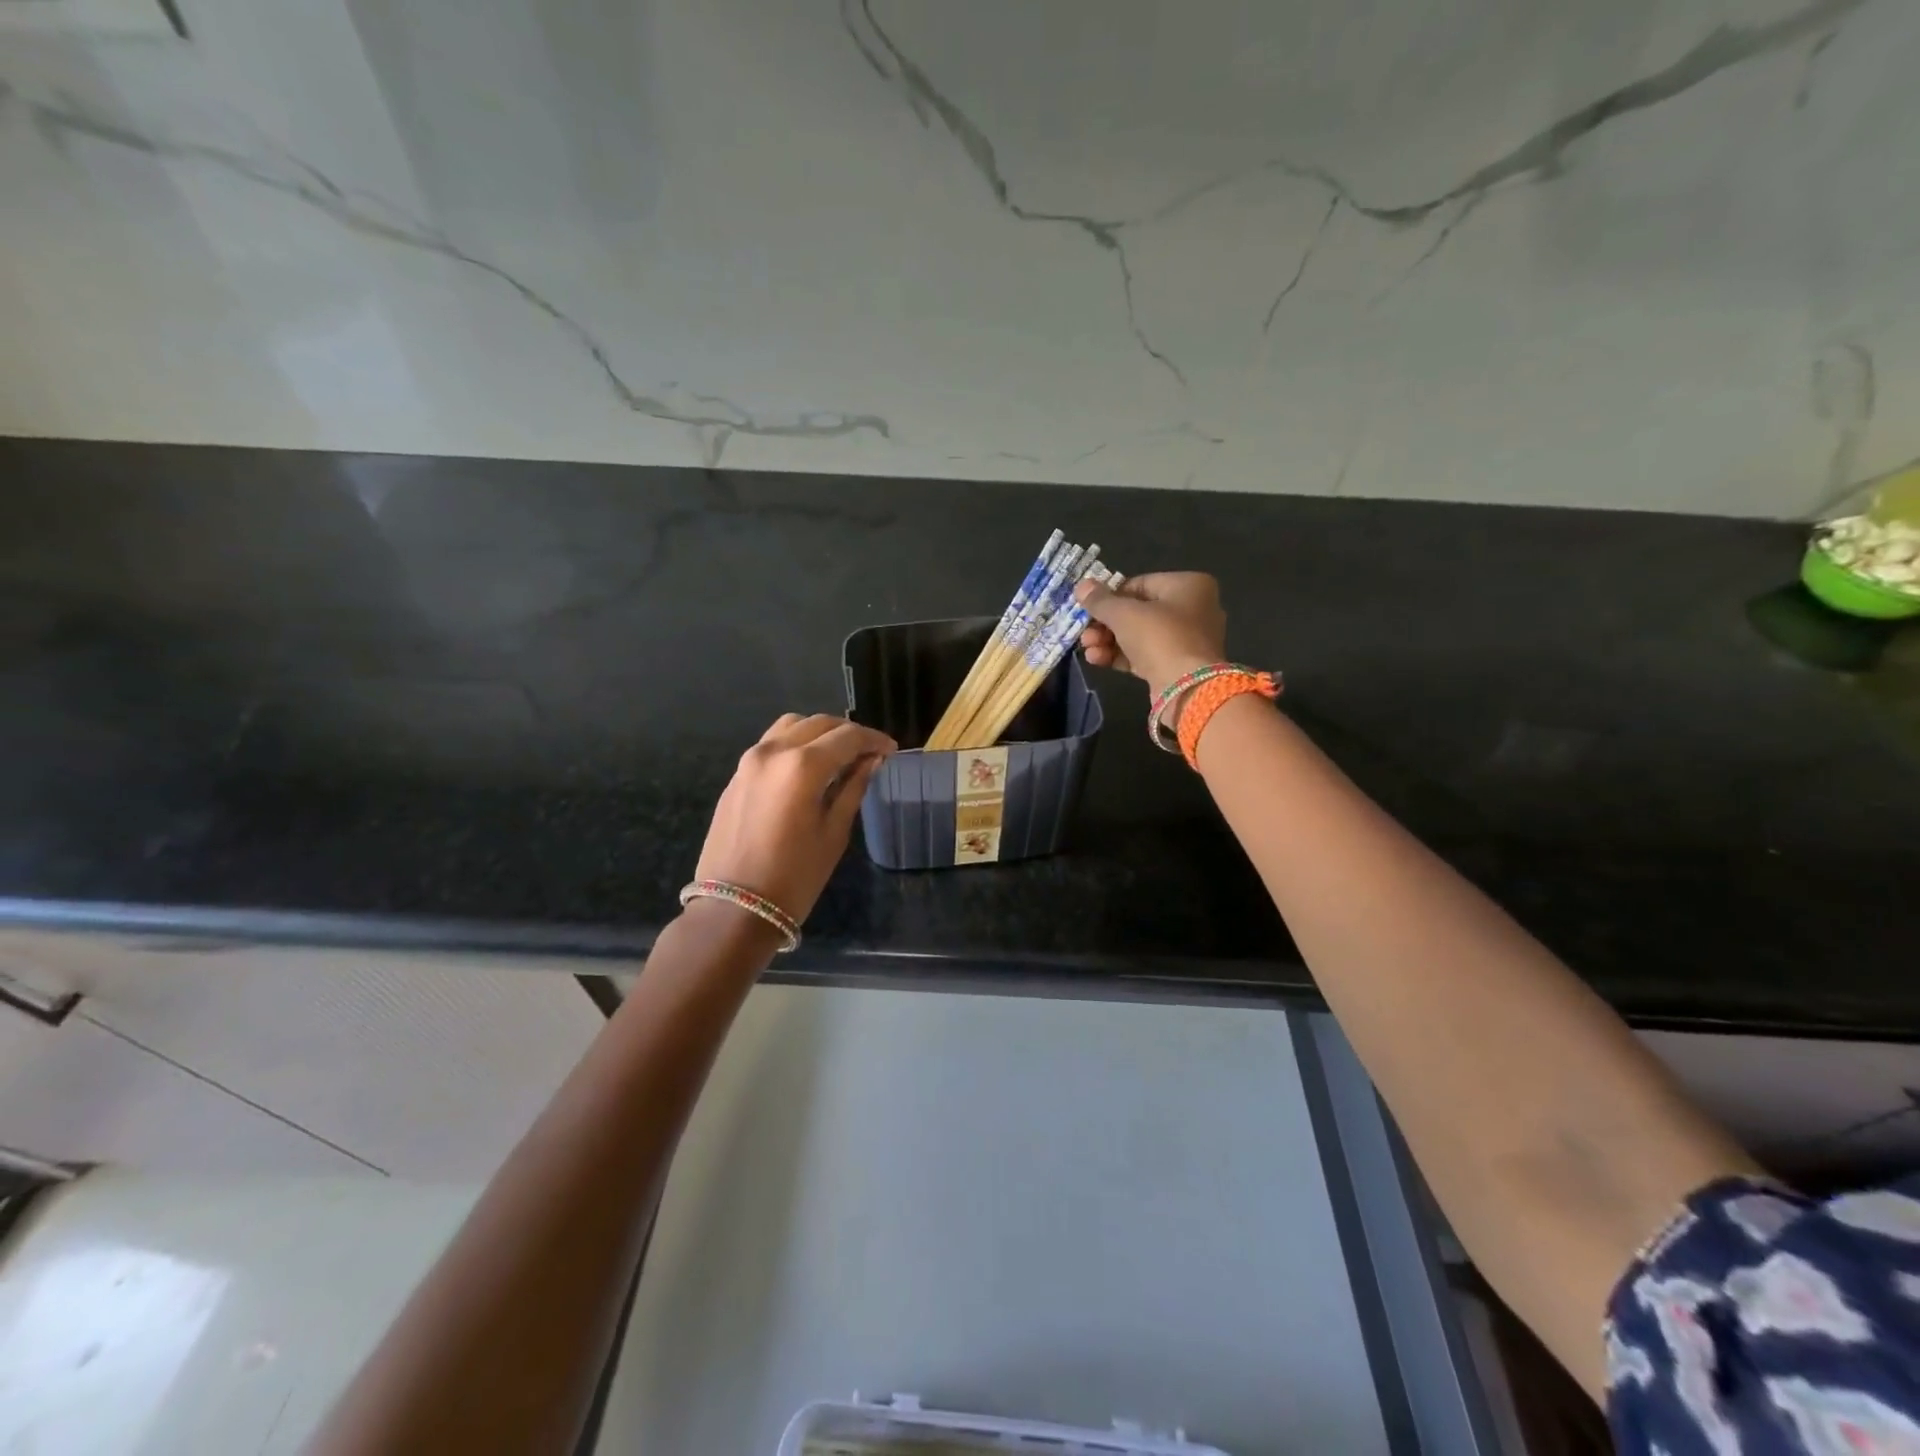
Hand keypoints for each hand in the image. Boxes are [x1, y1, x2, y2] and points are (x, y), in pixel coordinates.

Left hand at [694, 713, 895, 925]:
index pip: (848, 737)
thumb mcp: (834, 833)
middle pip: (818, 724)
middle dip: (848, 733)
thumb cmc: (795, 876)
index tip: (890, 749)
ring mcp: (749, 761)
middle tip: (869, 752)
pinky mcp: (736, 776)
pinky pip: (771, 744)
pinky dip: (795, 744)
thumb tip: (870, 761)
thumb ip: (853, 788)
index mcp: (803, 765)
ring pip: (791, 726)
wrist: (734, 908)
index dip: (873, 739)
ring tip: (838, 755)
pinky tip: (808, 768)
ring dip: (819, 733)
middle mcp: (773, 752)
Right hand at [1076, 572, 1227, 697]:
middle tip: (1084, 633)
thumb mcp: (1124, 613)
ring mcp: (1186, 640)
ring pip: (1139, 635)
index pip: (1140, 584)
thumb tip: (1082, 586)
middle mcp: (1193, 609)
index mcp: (1189, 585)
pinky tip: (1096, 659)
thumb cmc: (1159, 637)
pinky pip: (1144, 655)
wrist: (1186, 688)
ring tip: (1087, 649)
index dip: (1110, 597)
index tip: (1088, 608)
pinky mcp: (1176, 666)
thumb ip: (1100, 600)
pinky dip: (1120, 656)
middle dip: (1105, 624)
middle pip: (1138, 612)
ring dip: (1108, 641)